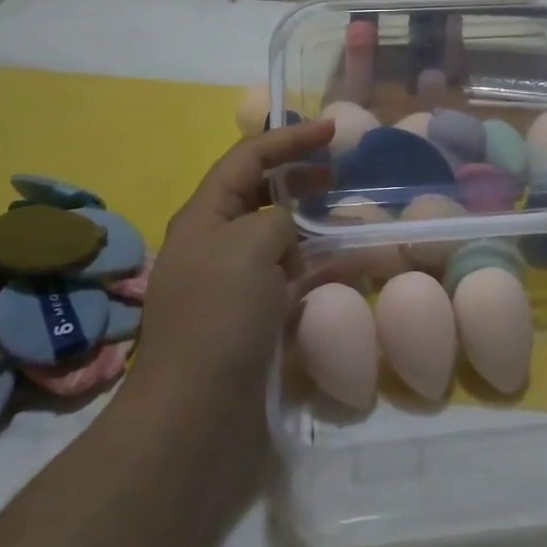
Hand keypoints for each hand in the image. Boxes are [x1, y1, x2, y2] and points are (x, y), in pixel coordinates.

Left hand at [132, 118, 334, 413]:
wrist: (194, 417)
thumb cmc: (218, 317)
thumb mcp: (249, 245)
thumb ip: (276, 220)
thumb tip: (287, 236)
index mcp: (204, 216)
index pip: (248, 158)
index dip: (290, 138)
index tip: (332, 129)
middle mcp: (216, 244)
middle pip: (262, 194)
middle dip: (300, 178)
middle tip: (339, 175)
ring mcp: (234, 285)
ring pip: (281, 239)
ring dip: (315, 227)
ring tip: (353, 224)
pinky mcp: (253, 320)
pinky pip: (291, 279)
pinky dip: (319, 269)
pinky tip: (350, 270)